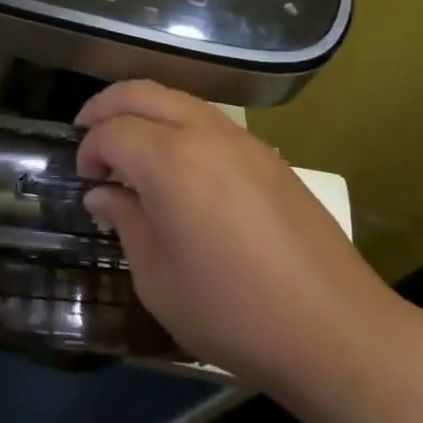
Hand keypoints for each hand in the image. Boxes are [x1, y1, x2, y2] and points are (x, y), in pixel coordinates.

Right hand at [76, 81, 409, 415]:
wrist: (337, 330)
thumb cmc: (234, 312)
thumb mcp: (158, 279)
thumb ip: (125, 222)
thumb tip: (103, 193)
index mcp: (170, 161)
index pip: (112, 131)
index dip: (89, 150)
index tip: (84, 180)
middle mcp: (203, 133)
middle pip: (141, 92)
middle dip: (105, 107)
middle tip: (88, 135)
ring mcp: (241, 139)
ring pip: (177, 98)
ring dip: (144, 111)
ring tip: (130, 148)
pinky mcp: (267, 155)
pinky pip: (208, 119)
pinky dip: (177, 124)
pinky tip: (177, 164)